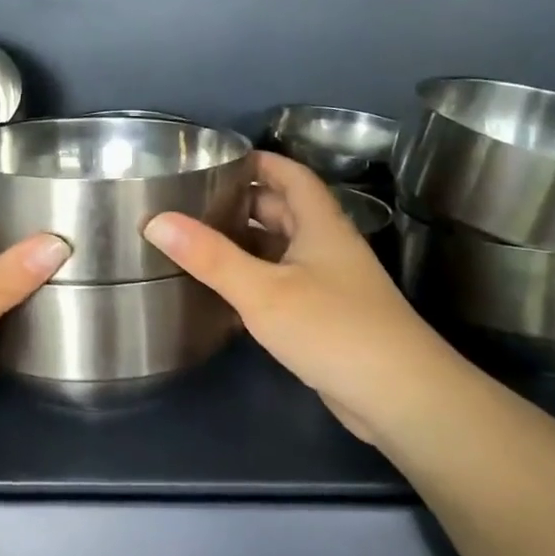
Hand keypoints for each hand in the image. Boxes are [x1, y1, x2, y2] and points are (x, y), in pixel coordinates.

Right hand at [144, 151, 463, 449]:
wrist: (398, 395)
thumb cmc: (333, 329)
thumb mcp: (263, 290)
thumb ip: (210, 257)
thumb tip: (156, 220)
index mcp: (320, 224)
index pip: (290, 175)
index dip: (257, 162)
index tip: (216, 160)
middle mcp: (327, 246)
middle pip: (284, 211)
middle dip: (243, 203)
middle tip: (192, 204)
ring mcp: (330, 283)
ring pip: (282, 250)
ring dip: (246, 244)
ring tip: (197, 243)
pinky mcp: (326, 317)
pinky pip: (284, 284)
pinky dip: (255, 280)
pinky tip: (224, 292)